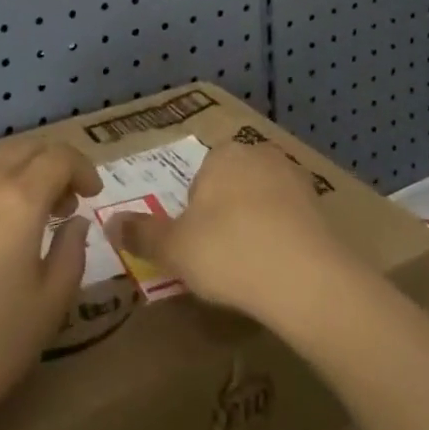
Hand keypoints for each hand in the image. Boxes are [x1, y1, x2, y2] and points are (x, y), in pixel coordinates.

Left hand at [0, 141, 101, 429]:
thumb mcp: (47, 309)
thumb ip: (71, 254)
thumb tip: (74, 222)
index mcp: (20, 197)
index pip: (59, 157)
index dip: (82, 169)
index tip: (92, 194)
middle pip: (24, 149)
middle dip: (51, 166)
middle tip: (64, 203)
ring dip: (15, 175)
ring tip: (21, 214)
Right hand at [106, 142, 354, 323]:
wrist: (304, 276)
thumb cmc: (228, 252)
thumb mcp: (174, 249)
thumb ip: (141, 234)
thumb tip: (109, 222)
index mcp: (222, 155)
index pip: (199, 181)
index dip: (194, 217)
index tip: (198, 250)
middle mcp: (259, 154)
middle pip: (232, 187)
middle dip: (225, 217)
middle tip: (222, 261)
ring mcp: (294, 176)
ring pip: (263, 201)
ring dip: (256, 226)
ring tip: (252, 270)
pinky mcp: (320, 204)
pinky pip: (291, 219)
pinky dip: (284, 238)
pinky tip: (280, 270)